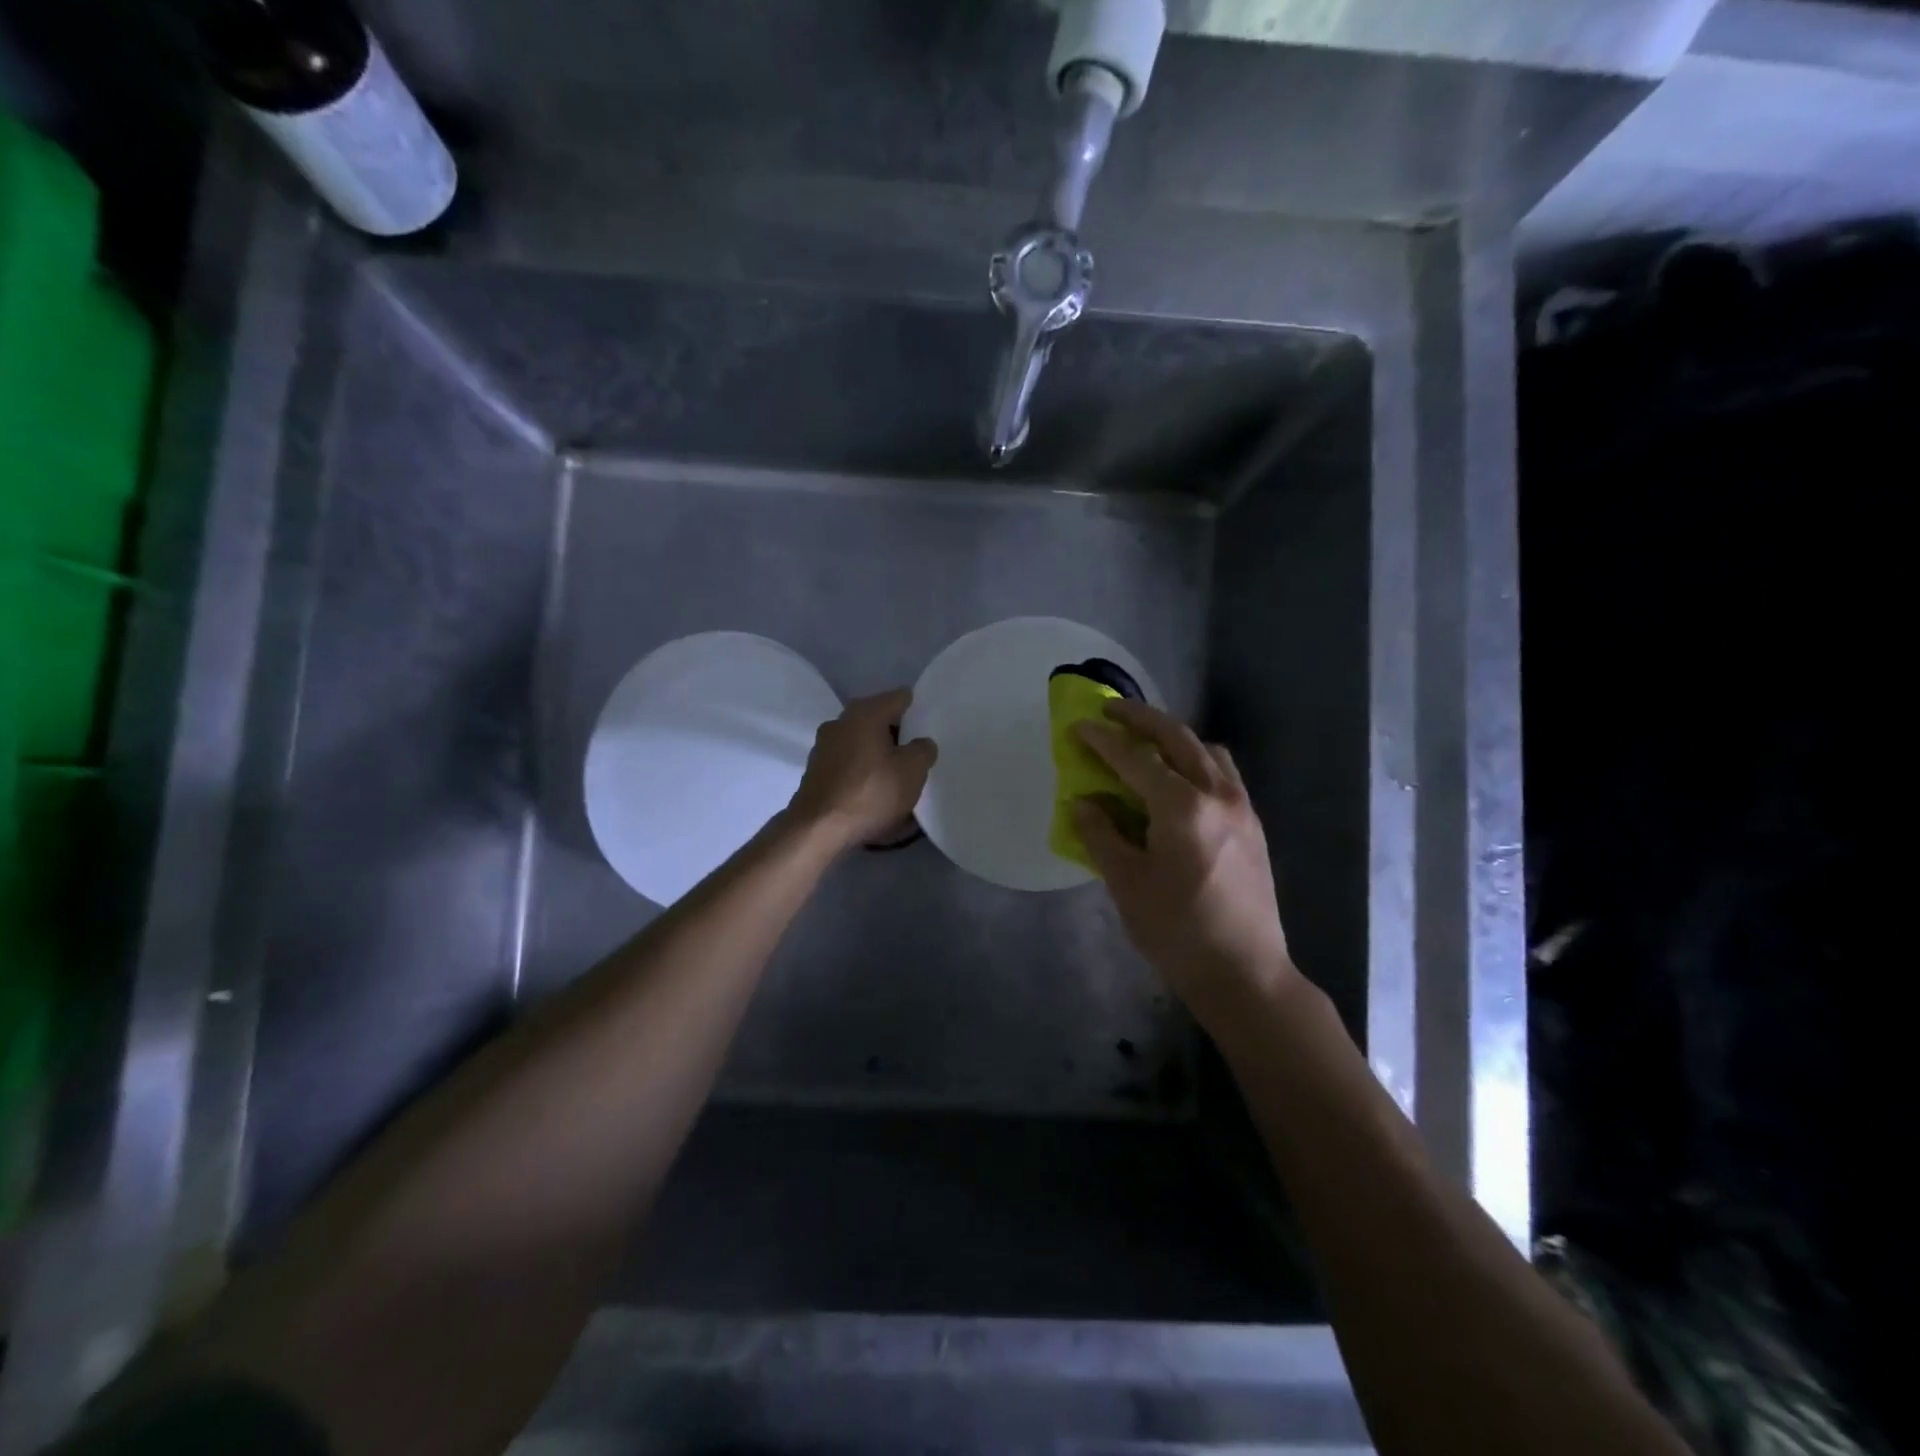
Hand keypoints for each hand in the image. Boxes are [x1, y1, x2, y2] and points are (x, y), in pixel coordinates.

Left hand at [787, 689, 937, 850]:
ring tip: (902, 777)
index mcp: (864, 713)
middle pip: (879, 721)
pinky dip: (866, 775)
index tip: (933, 724)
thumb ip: (923, 750)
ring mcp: (825, 747)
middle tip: (921, 753)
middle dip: (900, 736)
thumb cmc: (870, 792)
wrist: (818, 829)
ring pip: (864, 745)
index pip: (899, 698)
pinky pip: (851, 766)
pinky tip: (879, 794)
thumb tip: (921, 743)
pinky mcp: (817, 772)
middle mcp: (840, 722)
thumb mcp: (912, 770)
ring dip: (882, 757)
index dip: (919, 708)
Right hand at [1072, 700, 1298, 1026]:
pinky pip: (1223, 773)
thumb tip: (1083, 801)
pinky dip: (1198, 761)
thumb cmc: (1177, 930)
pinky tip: (1180, 782)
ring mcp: (1241, 807)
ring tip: (1147, 743)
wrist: (1245, 971)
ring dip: (1174, 737)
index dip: (1102, 740)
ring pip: (1207, 751)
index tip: (1078, 725)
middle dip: (1141, 718)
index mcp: (1181, 807)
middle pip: (1177, 737)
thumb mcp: (1126, 883)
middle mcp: (1217, 794)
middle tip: (1111, 710)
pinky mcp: (1252, 824)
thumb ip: (1100, 834)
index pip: (1133, 759)